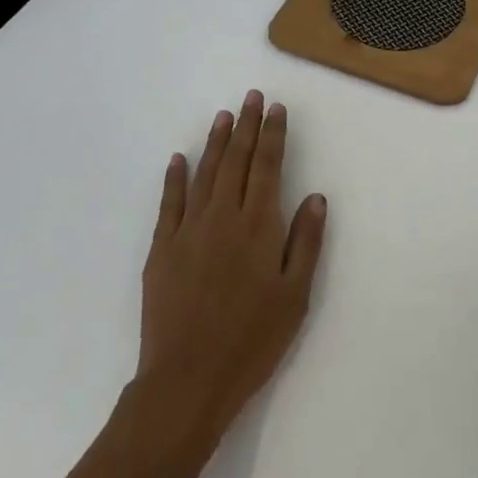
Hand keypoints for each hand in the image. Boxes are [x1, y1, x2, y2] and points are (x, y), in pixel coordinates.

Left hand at [137, 90, 327, 447]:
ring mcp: (188, 230)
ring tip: (223, 116)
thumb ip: (305, 243)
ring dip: (215, 142)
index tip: (275, 108)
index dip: (272, 135)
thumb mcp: (294, 297)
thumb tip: (315, 197)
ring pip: (205, 174)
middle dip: (245, 126)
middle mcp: (223, 217)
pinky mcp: (162, 249)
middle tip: (251, 97)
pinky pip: (169, 203)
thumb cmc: (251, 341)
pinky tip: (178, 159)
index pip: (267, 167)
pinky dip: (175, 178)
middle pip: (236, 161)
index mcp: (258, 227)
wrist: (187, 380)